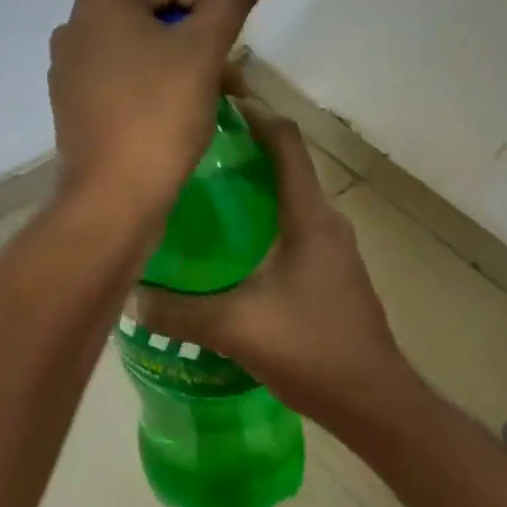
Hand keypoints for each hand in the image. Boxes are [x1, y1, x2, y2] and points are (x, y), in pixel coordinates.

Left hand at [47, 0, 281, 216]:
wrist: (112, 197)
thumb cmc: (160, 114)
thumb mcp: (205, 48)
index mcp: (102, 1)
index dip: (210, 9)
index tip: (224, 53)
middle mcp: (75, 25)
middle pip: (155, 14)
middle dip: (197, 41)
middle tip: (226, 82)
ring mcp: (67, 66)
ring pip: (138, 48)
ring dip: (178, 66)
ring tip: (206, 102)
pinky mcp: (69, 102)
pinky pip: (118, 78)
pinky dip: (149, 88)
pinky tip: (170, 119)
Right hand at [135, 99, 430, 437]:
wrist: (377, 404)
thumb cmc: (314, 350)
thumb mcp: (236, 328)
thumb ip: (178, 311)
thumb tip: (128, 292)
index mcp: (309, 217)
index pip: (284, 141)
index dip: (252, 113)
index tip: (211, 102)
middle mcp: (324, 221)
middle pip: (283, 163)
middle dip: (240, 146)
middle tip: (188, 146)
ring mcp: (330, 246)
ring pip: (285, 196)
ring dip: (248, 183)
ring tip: (196, 187)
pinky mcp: (327, 270)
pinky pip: (287, 224)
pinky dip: (256, 217)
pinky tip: (222, 243)